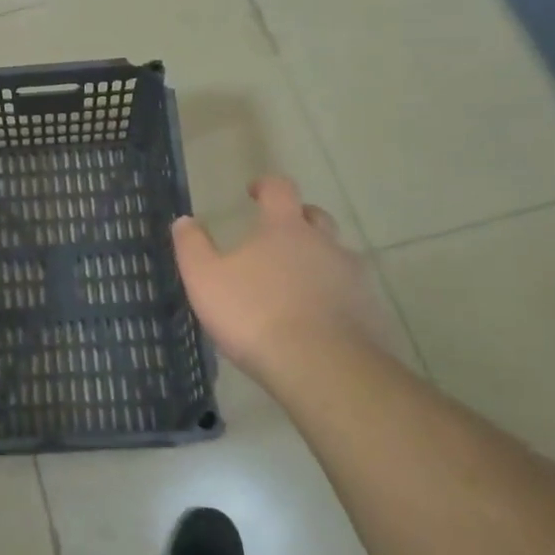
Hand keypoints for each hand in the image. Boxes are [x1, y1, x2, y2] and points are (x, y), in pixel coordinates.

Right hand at [172, 177, 384, 394]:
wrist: (323, 368)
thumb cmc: (256, 314)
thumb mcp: (205, 279)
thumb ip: (192, 246)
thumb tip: (184, 220)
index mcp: (285, 228)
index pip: (280, 189)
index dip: (266, 185)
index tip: (253, 191)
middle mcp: (324, 243)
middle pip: (316, 217)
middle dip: (298, 220)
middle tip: (278, 236)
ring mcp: (352, 278)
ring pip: (337, 256)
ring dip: (318, 260)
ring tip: (296, 283)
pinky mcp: (370, 312)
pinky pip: (350, 294)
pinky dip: (334, 297)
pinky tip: (317, 319)